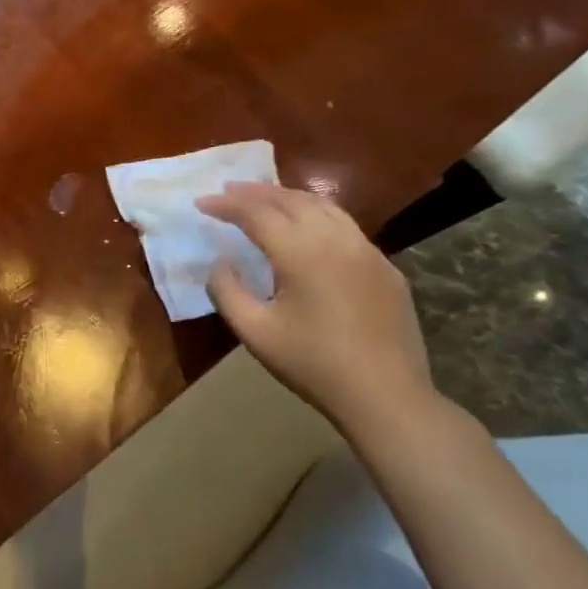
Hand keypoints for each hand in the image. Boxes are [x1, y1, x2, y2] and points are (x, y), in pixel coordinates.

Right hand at [196, 183, 434, 430]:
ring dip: (288, 197)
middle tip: (228, 191)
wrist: (386, 396)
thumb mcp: (254, 332)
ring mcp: (367, 252)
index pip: (256, 214)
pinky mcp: (386, 268)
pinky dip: (317, 215)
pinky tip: (307, 228)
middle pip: (291, 200)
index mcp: (302, 254)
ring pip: (324, 207)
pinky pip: (346, 227)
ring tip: (264, 199)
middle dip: (256, 192)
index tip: (201, 202)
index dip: (226, 205)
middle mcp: (337, 241)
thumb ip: (226, 291)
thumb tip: (221, 262)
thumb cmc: (313, 365)